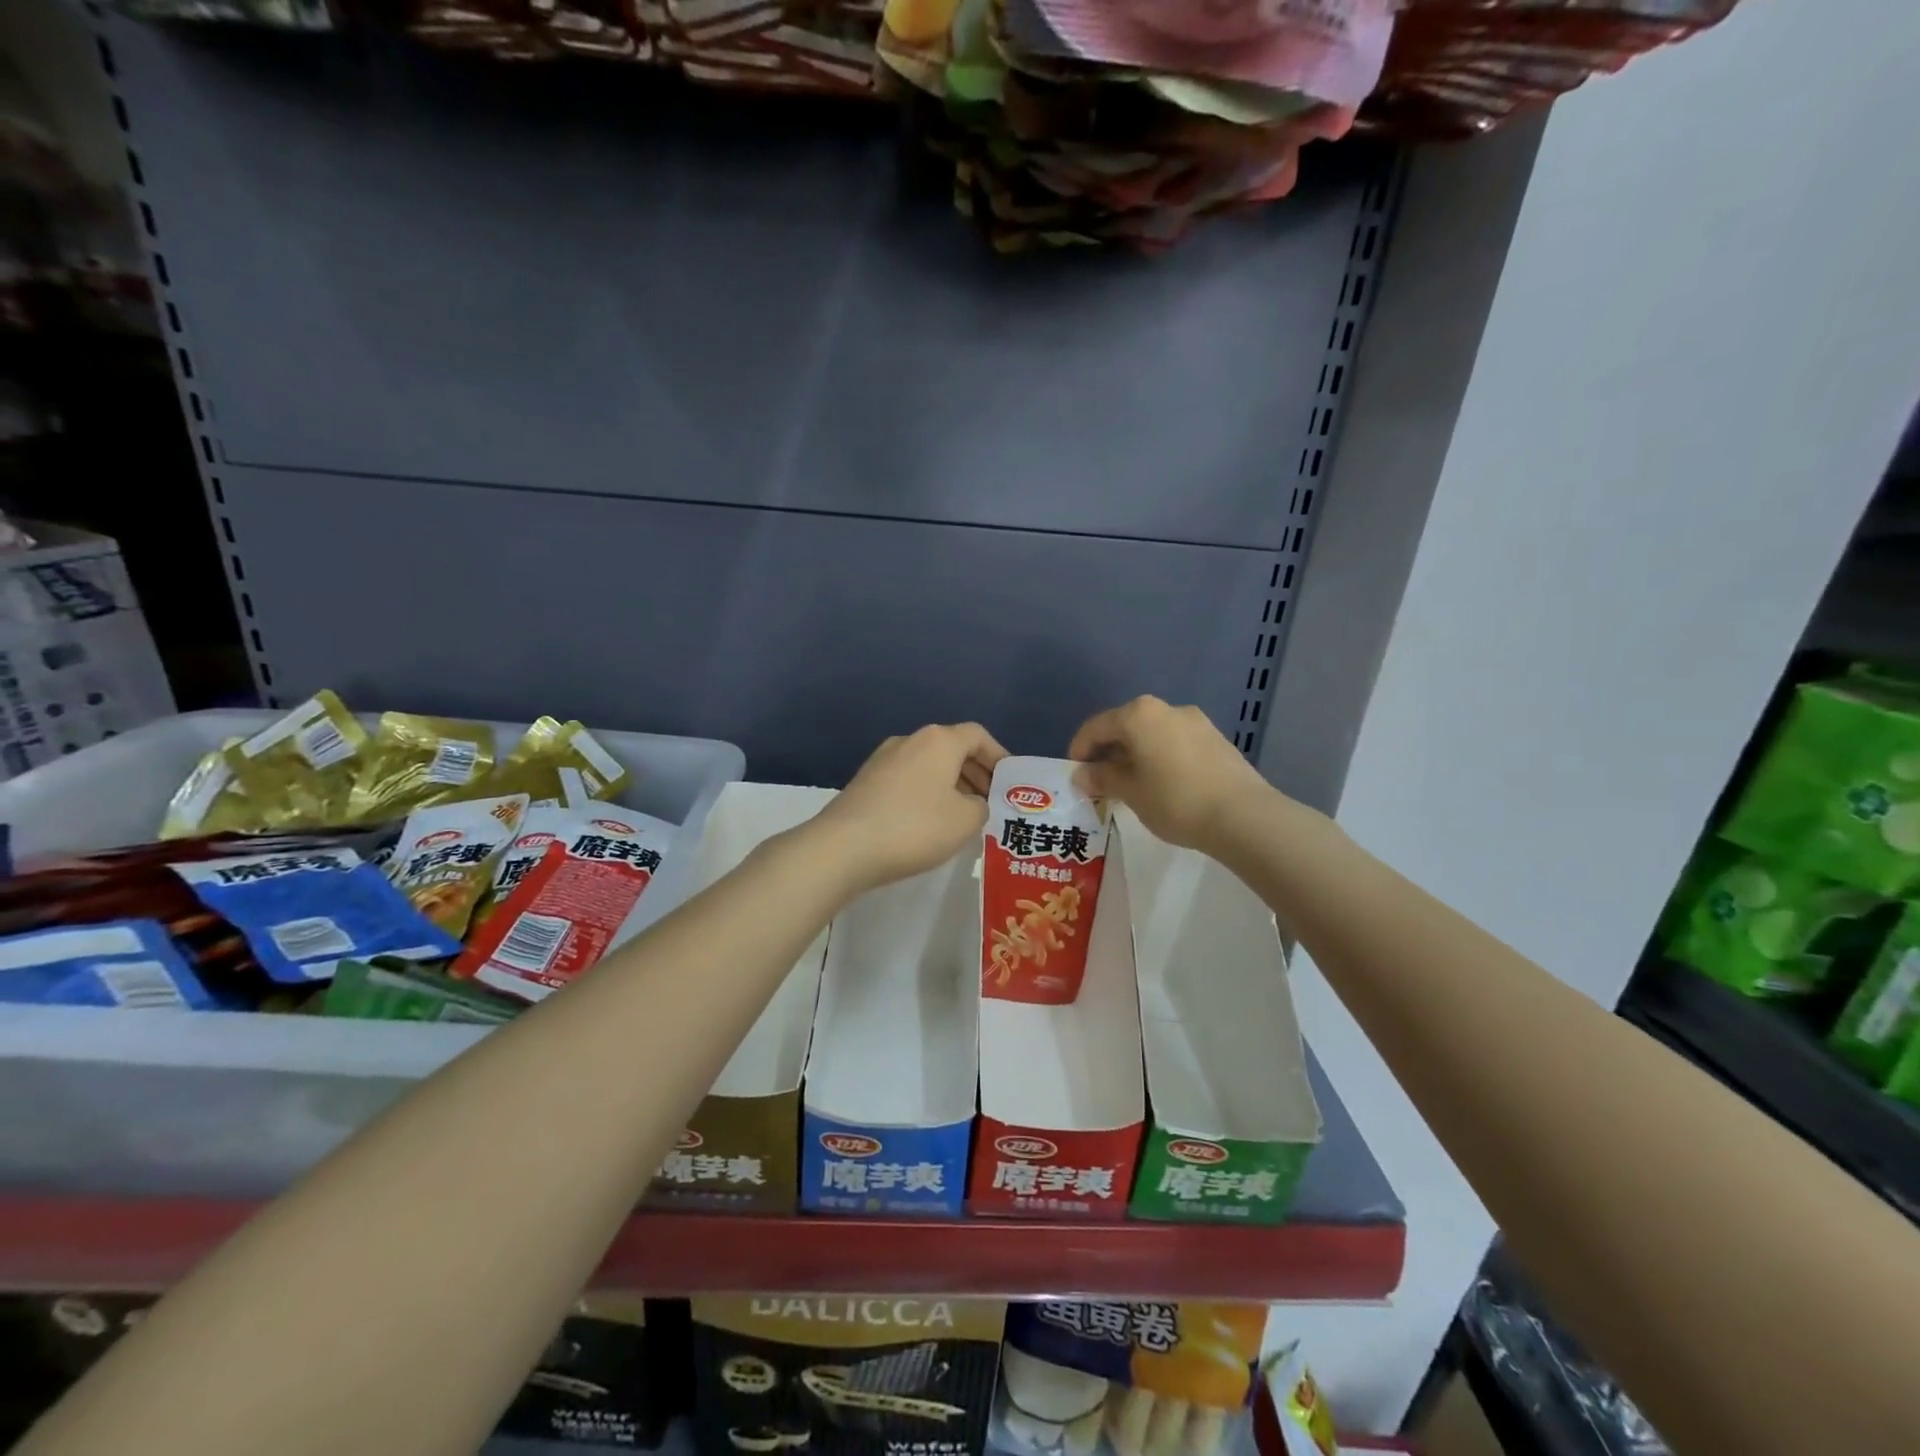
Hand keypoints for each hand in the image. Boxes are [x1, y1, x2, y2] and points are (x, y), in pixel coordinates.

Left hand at [808, 723, 1008, 894]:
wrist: (843, 847)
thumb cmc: (914, 827)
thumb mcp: (965, 821)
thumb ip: (982, 806)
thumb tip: (973, 803)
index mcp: (939, 741)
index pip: (978, 736)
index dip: (999, 757)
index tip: (1010, 783)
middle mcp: (910, 740)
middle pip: (953, 748)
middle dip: (976, 773)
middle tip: (991, 802)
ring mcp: (883, 759)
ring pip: (929, 765)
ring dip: (951, 785)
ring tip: (964, 817)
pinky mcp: (866, 781)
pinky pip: (909, 780)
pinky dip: (927, 794)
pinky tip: (930, 823)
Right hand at [1068, 696, 1273, 852]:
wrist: (1243, 816)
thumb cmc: (1175, 800)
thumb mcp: (1130, 792)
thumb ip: (1102, 778)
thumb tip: (1082, 774)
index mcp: (1139, 715)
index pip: (1096, 727)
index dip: (1079, 750)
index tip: (1074, 775)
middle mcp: (1166, 708)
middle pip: (1125, 727)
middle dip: (1108, 753)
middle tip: (1100, 783)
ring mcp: (1195, 721)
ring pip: (1151, 734)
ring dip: (1135, 755)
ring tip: (1131, 786)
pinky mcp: (1215, 738)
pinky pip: (1174, 742)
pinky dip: (1159, 757)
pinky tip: (1162, 785)